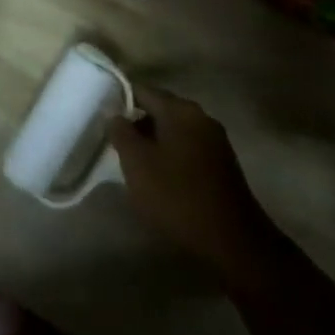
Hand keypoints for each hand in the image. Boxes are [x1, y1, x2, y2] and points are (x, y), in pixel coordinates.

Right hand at [109, 88, 270, 281]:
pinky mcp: (222, 164)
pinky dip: (171, 156)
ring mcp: (215, 141)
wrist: (233, 243)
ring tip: (134, 164)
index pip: (142, 91)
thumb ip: (121, 133)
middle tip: (115, 144)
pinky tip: (160, 178)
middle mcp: (201, 117)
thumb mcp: (137, 164)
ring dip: (154, 143)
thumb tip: (115, 115)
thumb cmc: (178, 197)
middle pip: (160, 110)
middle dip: (136, 124)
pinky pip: (188, 149)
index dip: (119, 100)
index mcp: (180, 110)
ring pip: (174, 131)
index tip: (102, 117)